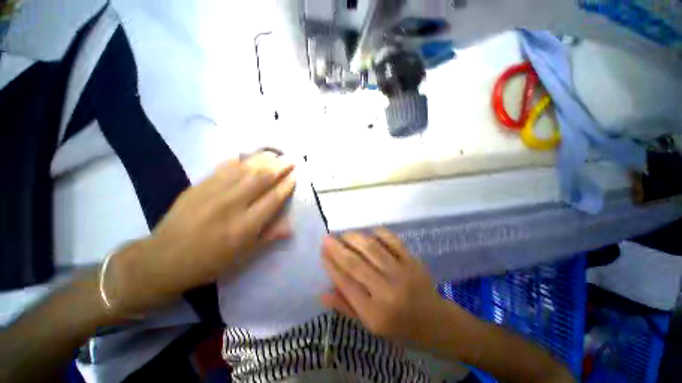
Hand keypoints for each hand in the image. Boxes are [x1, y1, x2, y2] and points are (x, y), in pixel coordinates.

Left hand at [108, 152, 295, 315]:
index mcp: (245, 226)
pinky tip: (247, 155)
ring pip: (244, 169)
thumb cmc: (210, 262)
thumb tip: (290, 227)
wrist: (164, 259)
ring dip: (263, 160)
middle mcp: (232, 205)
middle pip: (262, 179)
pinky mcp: (198, 186)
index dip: (287, 185)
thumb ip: (268, 237)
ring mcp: (213, 193)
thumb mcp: (243, 256)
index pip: (273, 198)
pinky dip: (239, 160)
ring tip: (275, 154)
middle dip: (280, 167)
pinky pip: (223, 168)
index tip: (296, 174)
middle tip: (292, 159)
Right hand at [321, 229, 452, 347]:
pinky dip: (379, 233)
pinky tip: (368, 231)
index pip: (346, 284)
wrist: (436, 323)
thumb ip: (346, 308)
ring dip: (354, 237)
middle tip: (326, 238)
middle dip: (337, 248)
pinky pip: (393, 241)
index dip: (331, 266)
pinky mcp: (413, 261)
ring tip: (343, 233)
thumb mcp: (371, 327)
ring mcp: (402, 273)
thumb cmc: (401, 329)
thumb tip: (322, 293)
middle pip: (356, 263)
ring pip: (372, 248)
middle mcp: (387, 291)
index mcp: (375, 314)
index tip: (322, 253)